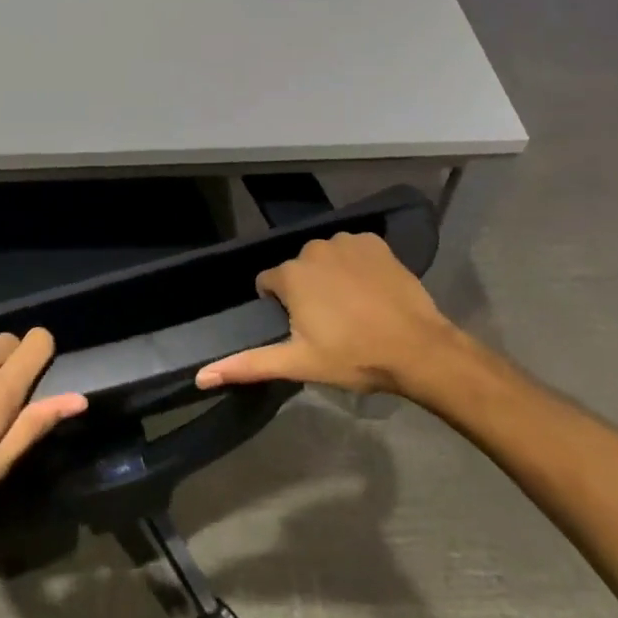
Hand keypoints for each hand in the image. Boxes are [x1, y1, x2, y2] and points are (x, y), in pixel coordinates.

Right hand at [195, 232, 465, 397]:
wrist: (417, 348)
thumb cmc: (353, 357)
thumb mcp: (298, 363)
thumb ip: (248, 365)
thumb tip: (200, 376)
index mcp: (291, 275)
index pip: (268, 285)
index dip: (280, 308)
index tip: (303, 330)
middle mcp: (313, 249)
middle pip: (298, 270)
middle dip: (306, 291)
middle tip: (329, 324)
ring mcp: (347, 242)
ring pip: (326, 259)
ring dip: (331, 277)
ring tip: (353, 309)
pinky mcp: (375, 242)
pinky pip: (354, 250)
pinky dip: (358, 266)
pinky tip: (371, 291)